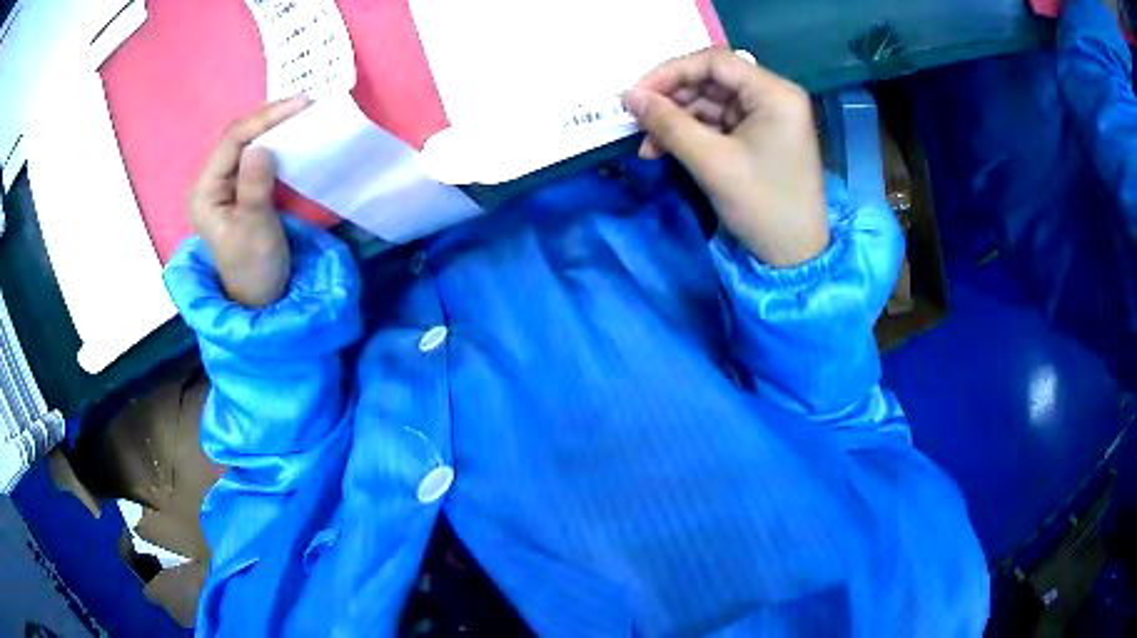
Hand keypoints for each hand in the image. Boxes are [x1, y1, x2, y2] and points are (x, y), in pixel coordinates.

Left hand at [188, 96, 308, 307]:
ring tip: (303, 114)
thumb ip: (254, 188)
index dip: (265, 119)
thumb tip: (261, 146)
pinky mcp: (242, 187)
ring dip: (275, 127)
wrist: (262, 296)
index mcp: (206, 191)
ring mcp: (226, 183)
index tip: (301, 106)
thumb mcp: (255, 229)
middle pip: (239, 137)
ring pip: (249, 142)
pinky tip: (294, 135)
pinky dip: (278, 142)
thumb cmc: (255, 267)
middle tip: (306, 105)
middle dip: (271, 118)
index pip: (233, 141)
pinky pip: (258, 155)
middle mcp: (212, 181)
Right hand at [624, 49, 827, 267]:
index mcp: (774, 93)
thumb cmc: (763, 205)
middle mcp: (774, 96)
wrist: (796, 256)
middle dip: (672, 101)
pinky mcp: (760, 136)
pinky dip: (692, 134)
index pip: (714, 62)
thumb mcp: (712, 161)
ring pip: (711, 103)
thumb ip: (668, 123)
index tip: (636, 95)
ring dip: (677, 121)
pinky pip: (719, 123)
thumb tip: (628, 96)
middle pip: (711, 81)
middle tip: (638, 124)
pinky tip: (668, 150)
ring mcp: (768, 116)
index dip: (670, 72)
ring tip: (649, 147)